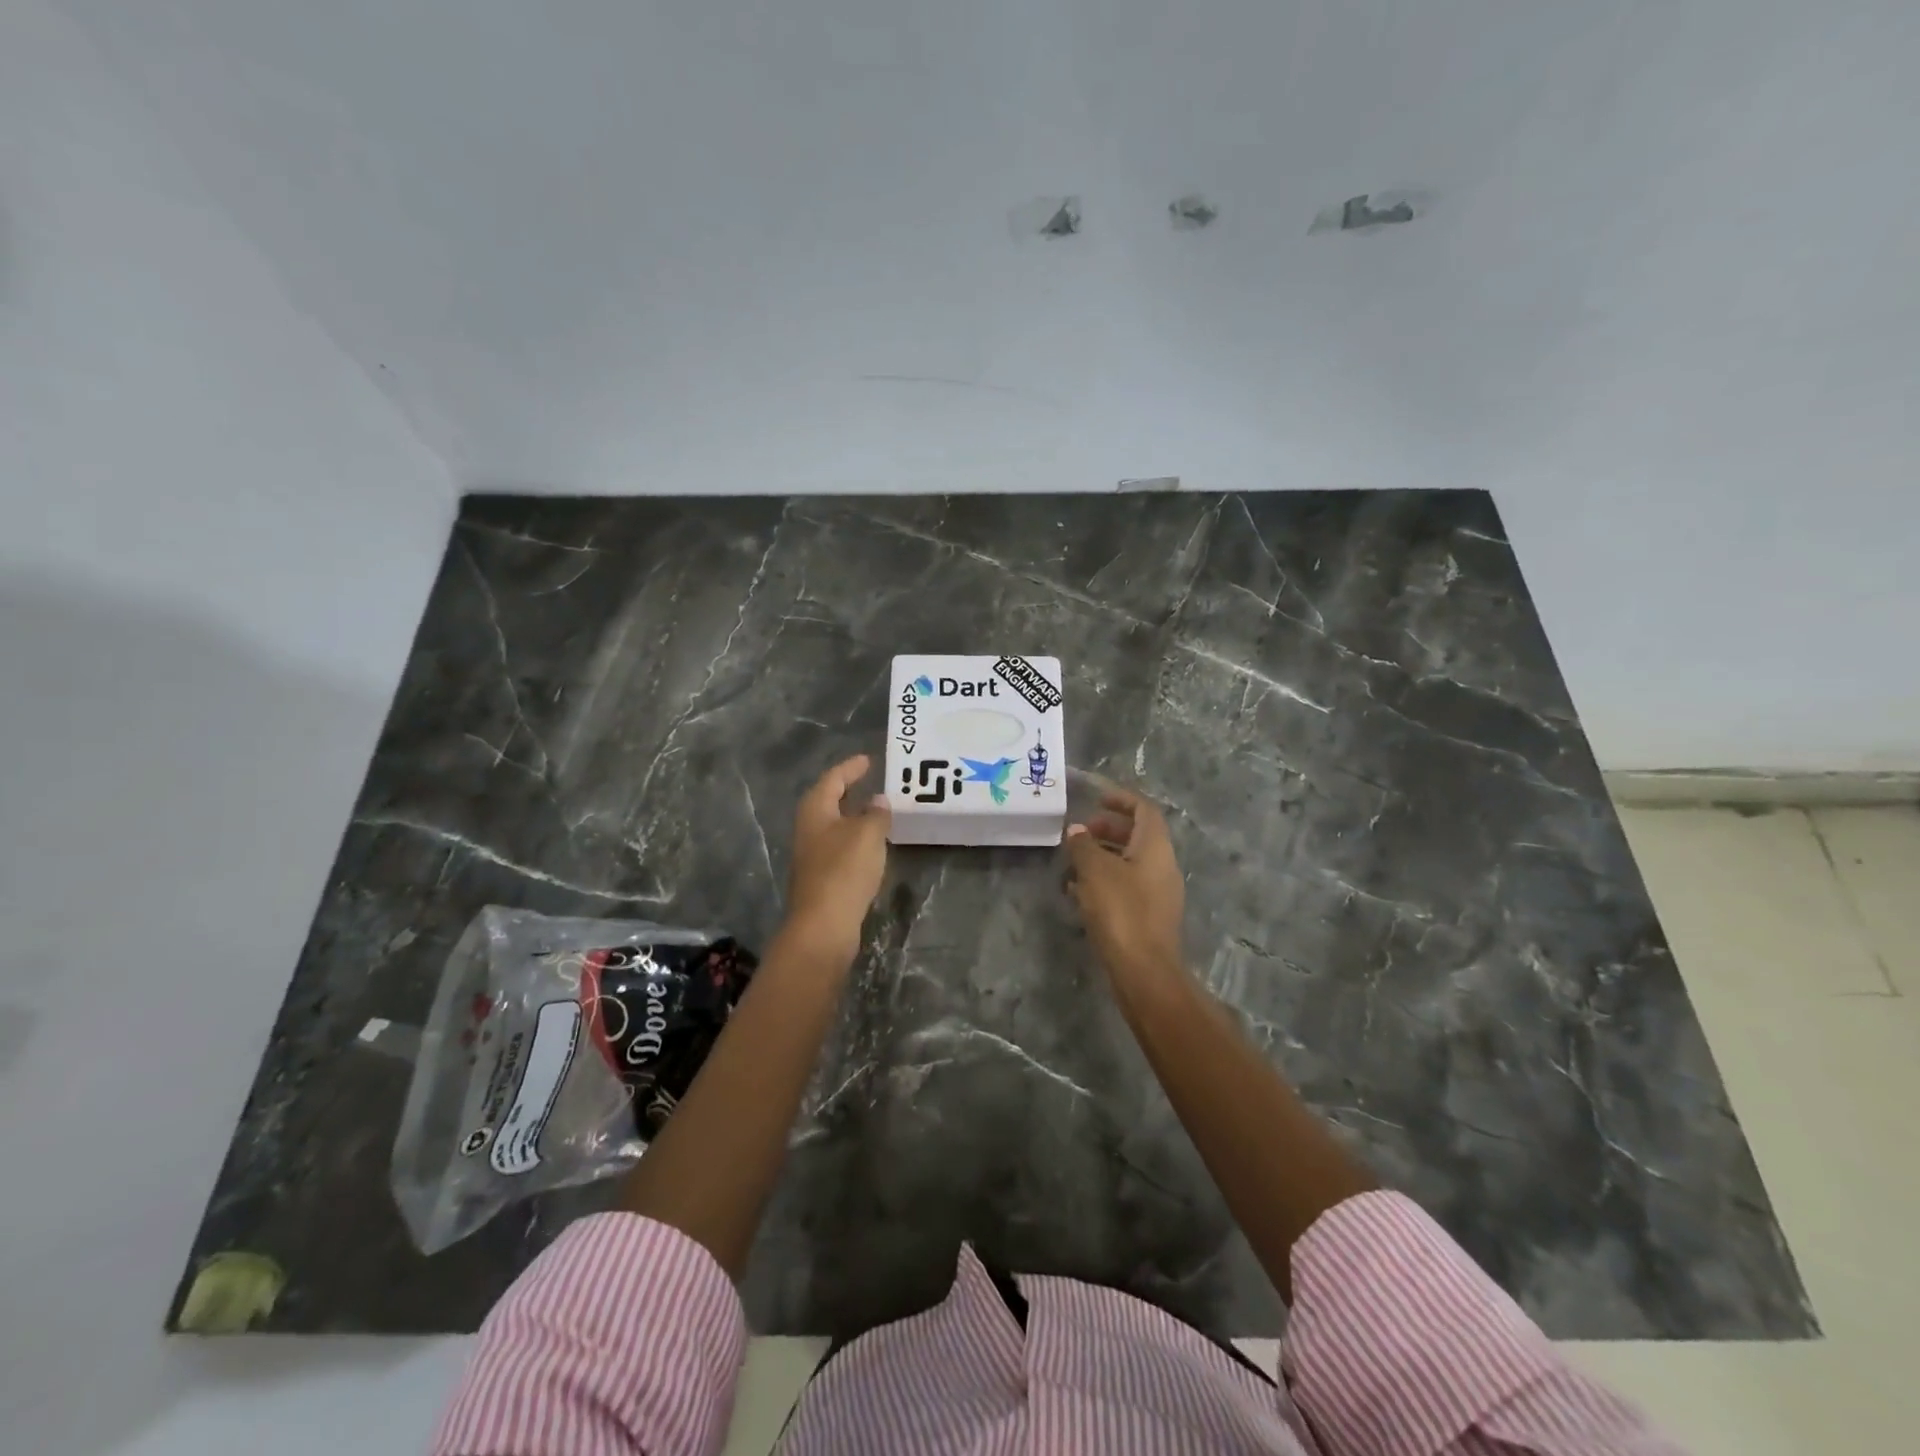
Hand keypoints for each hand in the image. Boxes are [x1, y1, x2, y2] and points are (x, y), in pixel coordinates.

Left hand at [781, 755, 890, 966]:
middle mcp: (809, 828)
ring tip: (878, 810)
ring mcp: (812, 855)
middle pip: (829, 801)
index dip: (851, 768)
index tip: (868, 760)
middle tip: (872, 781)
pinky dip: (856, 840)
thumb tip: (878, 800)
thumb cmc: (843, 870)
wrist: (823, 926)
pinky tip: (872, 845)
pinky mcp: (821, 877)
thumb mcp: (867, 834)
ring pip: (835, 826)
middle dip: (849, 790)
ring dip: (854, 816)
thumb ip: (876, 813)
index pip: (833, 779)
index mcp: (815, 810)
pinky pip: (840, 848)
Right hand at [1064, 783, 1185, 984]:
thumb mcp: (1095, 870)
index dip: (1121, 800)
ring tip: (1072, 863)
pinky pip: (1127, 887)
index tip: (1096, 799)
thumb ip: (1083, 845)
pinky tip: (1079, 893)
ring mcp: (1158, 893)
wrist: (1143, 970)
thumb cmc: (1121, 910)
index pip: (1144, 810)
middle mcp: (1163, 866)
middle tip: (1080, 833)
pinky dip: (1105, 881)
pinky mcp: (1149, 917)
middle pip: (1138, 835)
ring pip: (1130, 863)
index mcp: (1156, 848)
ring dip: (1103, 857)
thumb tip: (1076, 831)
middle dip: (1108, 829)